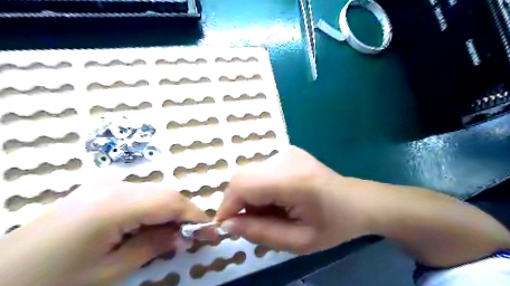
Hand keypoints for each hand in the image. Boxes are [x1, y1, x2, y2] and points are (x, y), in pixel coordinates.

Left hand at [0, 183, 209, 285]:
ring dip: (169, 211)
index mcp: (115, 204)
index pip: (171, 202)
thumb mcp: (109, 272)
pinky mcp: (97, 192)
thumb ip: (152, 247)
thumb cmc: (53, 283)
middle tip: (194, 236)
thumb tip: (182, 236)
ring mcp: (103, 186)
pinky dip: (152, 210)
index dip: (195, 216)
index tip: (212, 233)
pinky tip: (149, 227)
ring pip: (153, 193)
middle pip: (164, 194)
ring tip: (173, 235)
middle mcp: (113, 187)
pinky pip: (137, 196)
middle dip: (184, 213)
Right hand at [213, 146, 375, 252]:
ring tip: (272, 212)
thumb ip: (260, 232)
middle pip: (243, 178)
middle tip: (253, 223)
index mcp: (293, 180)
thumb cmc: (334, 225)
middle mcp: (286, 158)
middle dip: (240, 203)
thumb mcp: (299, 241)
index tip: (226, 226)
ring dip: (251, 196)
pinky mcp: (288, 152)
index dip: (228, 205)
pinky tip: (278, 199)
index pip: (243, 184)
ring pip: (251, 174)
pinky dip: (261, 188)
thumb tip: (227, 224)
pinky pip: (261, 171)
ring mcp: (287, 152)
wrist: (358, 201)